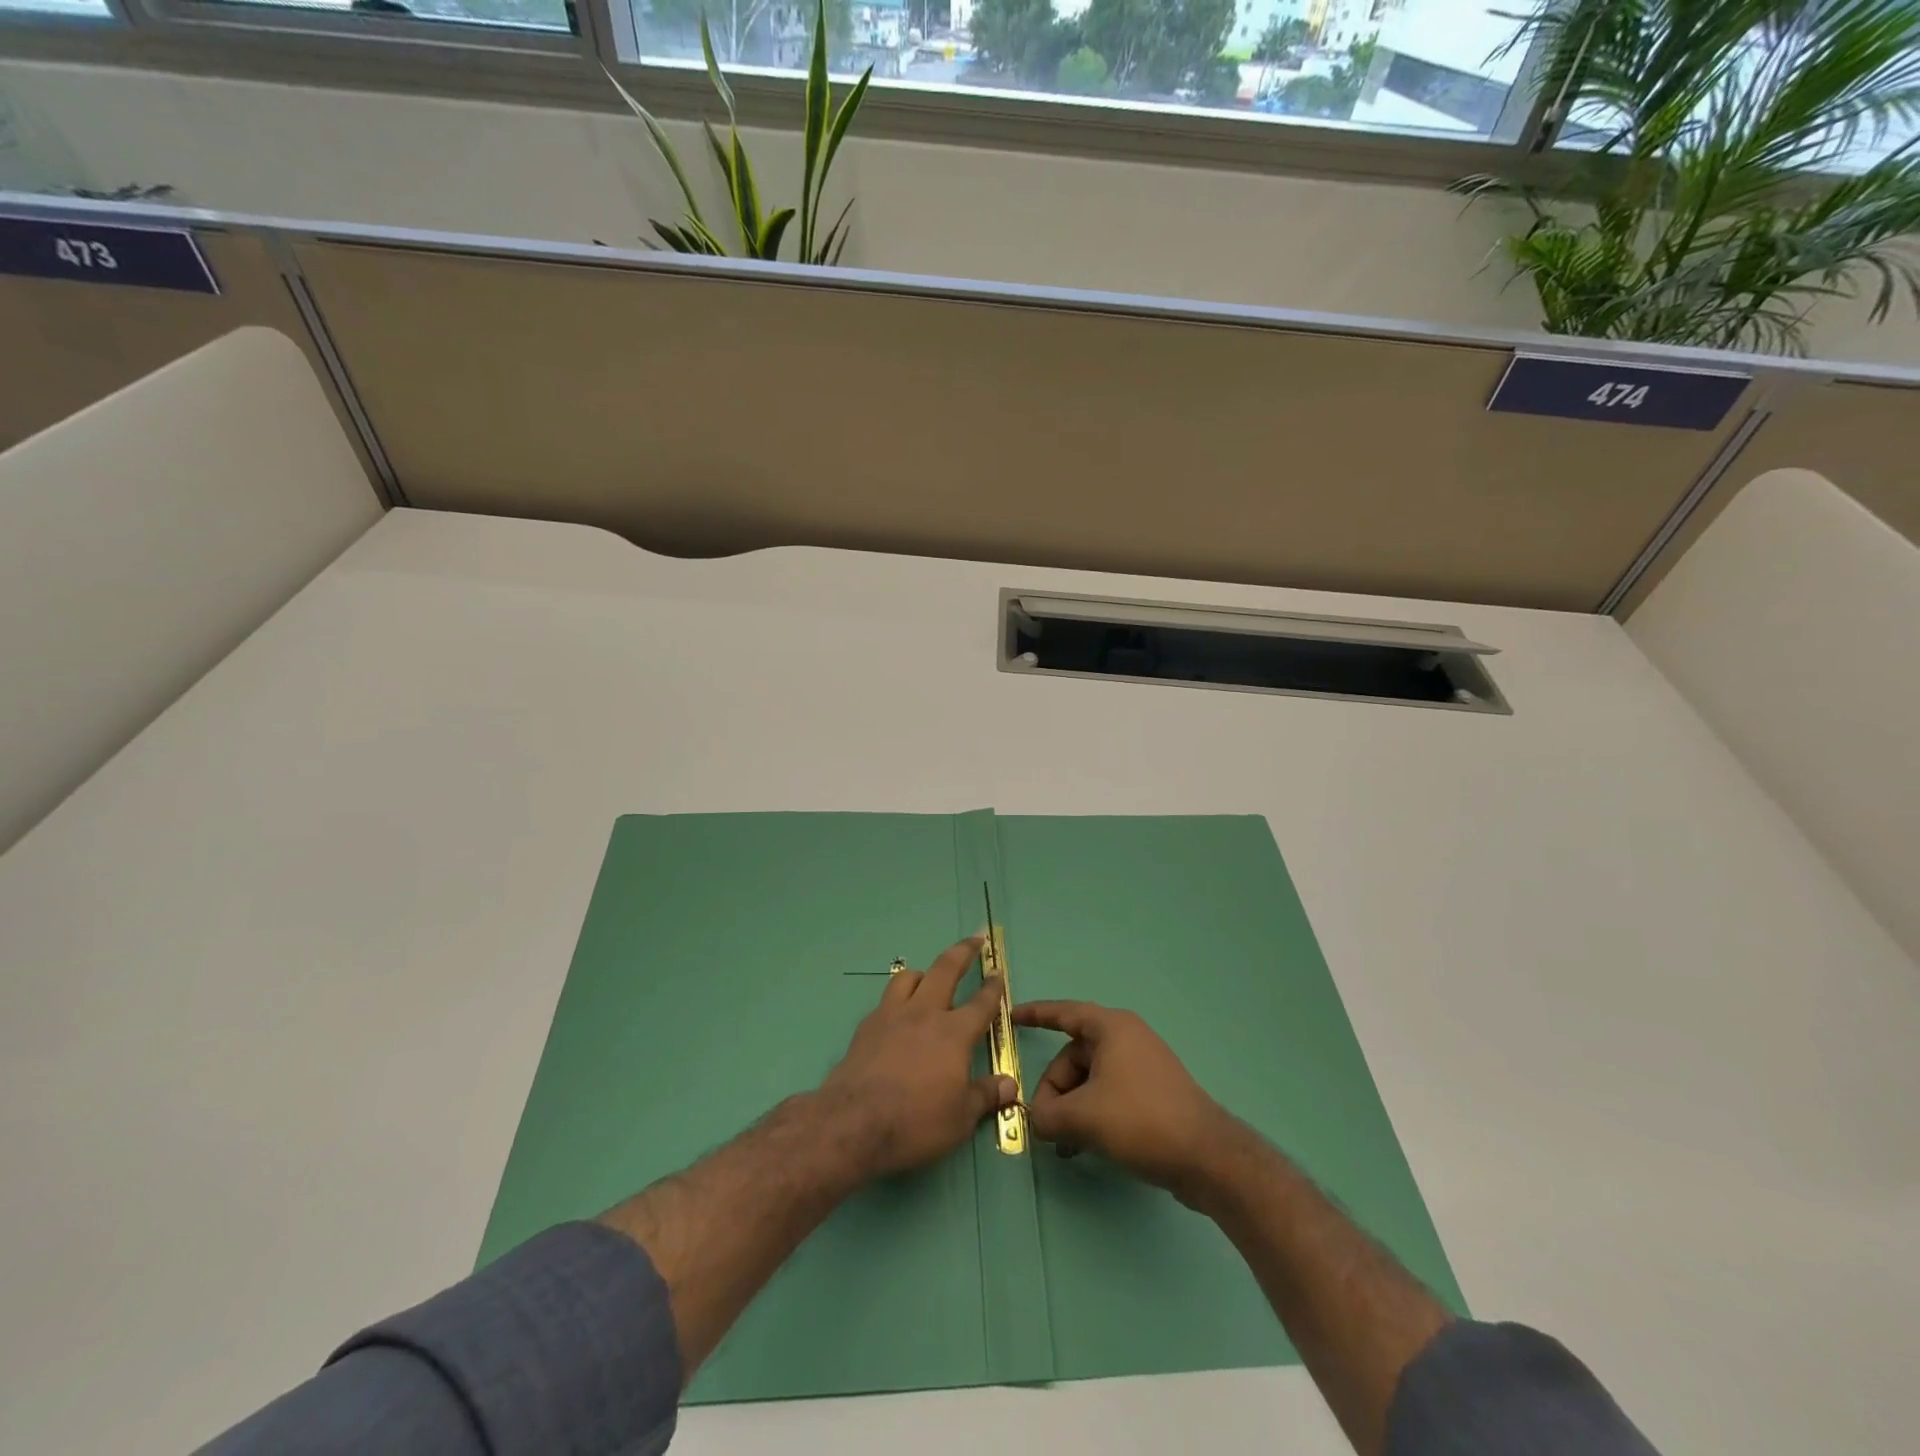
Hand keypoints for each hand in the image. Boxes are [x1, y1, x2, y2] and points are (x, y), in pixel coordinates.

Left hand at [818, 937, 1016, 1177]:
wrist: (854, 1123)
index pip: (981, 1003)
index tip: (998, 973)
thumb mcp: (961, 1119)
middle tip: (974, 939)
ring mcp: (892, 1015)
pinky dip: (898, 999)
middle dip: (963, 951)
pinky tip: (897, 1015)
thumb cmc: (916, 1121)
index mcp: (954, 1033)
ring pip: (909, 977)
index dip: (993, 987)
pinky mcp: (867, 1026)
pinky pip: (887, 1000)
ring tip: (929, 977)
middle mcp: (925, 1013)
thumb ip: (985, 1096)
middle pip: (946, 969)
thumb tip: (1010, 1085)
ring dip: (924, 973)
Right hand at [1013, 1000, 1240, 1203]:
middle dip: (1054, 1088)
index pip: (1064, 1013)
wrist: (1207, 1158)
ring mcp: (1142, 1066)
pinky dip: (1091, 1114)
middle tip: (1045, 1122)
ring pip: (1090, 1079)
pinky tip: (1082, 1146)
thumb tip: (1036, 1118)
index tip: (1011, 1018)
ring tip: (1063, 1143)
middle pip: (1074, 1056)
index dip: (1035, 1015)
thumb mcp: (1083, 1117)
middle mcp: (1127, 1039)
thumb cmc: (1141, 1120)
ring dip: (1072, 1107)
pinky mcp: (1152, 1094)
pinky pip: (1108, 1095)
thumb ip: (1047, 1114)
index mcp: (1111, 1028)